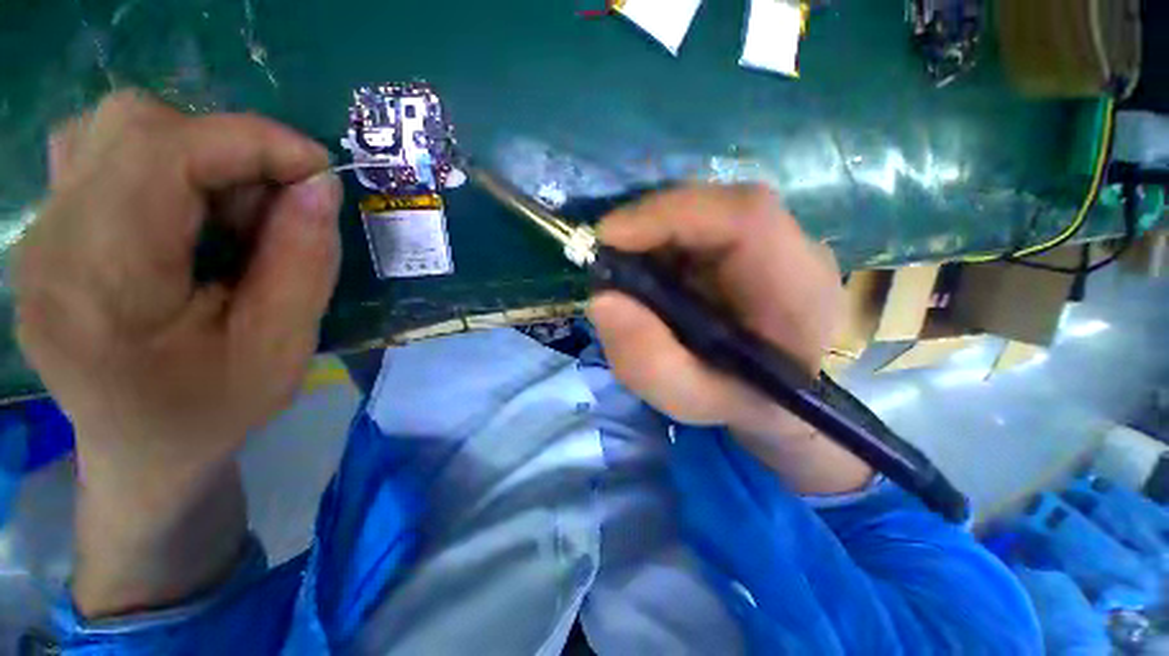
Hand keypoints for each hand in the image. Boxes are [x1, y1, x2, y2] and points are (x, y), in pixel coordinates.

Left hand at [12, 90, 340, 613]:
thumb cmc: (217, 417)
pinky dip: (170, 168)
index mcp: (101, 282)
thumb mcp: (279, 347)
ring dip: (198, 154)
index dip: (254, 143)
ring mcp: (46, 229)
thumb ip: (298, 260)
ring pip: (116, 129)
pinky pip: (111, 155)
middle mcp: (55, 236)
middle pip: (132, 125)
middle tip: (280, 197)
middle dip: (226, 145)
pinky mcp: (57, 229)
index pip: (165, 152)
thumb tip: (316, 187)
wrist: (146, 457)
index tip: (319, 170)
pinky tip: (196, 216)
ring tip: (238, 210)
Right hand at [589, 185, 870, 492]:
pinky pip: (698, 224)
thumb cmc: (738, 401)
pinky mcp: (751, 241)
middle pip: (715, 206)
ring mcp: (774, 240)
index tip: (609, 238)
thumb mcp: (689, 399)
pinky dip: (661, 242)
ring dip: (652, 235)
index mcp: (798, 291)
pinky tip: (650, 273)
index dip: (669, 214)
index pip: (745, 217)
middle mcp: (795, 250)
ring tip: (628, 273)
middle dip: (649, 224)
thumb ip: (648, 362)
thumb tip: (601, 300)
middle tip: (607, 258)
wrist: (776, 395)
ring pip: (701, 210)